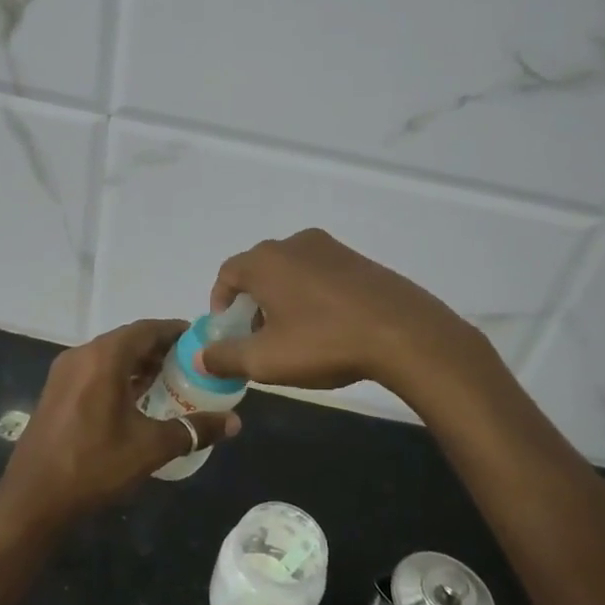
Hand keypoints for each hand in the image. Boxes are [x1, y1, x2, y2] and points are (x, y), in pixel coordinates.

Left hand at [0, 319, 242, 531]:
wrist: (33, 500)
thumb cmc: (94, 466)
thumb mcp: (150, 448)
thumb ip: (194, 429)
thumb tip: (234, 422)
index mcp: (104, 358)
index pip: (147, 329)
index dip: (176, 331)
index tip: (202, 341)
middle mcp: (81, 356)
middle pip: (128, 340)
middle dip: (160, 349)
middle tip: (192, 365)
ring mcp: (64, 374)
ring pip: (110, 357)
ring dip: (139, 364)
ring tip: (171, 382)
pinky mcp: (55, 393)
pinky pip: (94, 372)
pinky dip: (119, 377)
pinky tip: (138, 400)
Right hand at [201, 229, 480, 391]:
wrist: (403, 333)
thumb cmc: (324, 342)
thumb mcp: (266, 360)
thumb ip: (226, 357)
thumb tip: (201, 357)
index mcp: (265, 261)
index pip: (227, 274)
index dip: (221, 303)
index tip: (228, 332)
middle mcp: (294, 244)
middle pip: (259, 271)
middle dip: (252, 303)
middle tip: (259, 337)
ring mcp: (331, 248)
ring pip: (291, 272)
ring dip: (282, 299)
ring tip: (294, 335)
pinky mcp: (359, 260)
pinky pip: (320, 275)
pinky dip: (312, 296)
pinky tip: (327, 327)